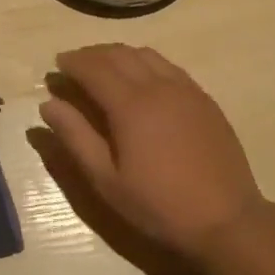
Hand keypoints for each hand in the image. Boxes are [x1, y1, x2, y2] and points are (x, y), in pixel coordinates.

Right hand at [41, 44, 264, 259]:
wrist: (226, 220)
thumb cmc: (159, 205)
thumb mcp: (107, 180)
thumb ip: (75, 138)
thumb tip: (48, 105)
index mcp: (130, 104)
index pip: (94, 68)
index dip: (72, 63)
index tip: (57, 64)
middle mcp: (157, 85)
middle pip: (118, 54)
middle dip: (92, 54)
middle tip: (75, 64)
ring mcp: (185, 88)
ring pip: (145, 54)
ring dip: (119, 54)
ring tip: (105, 67)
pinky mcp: (203, 98)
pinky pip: (168, 65)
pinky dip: (145, 61)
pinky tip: (142, 78)